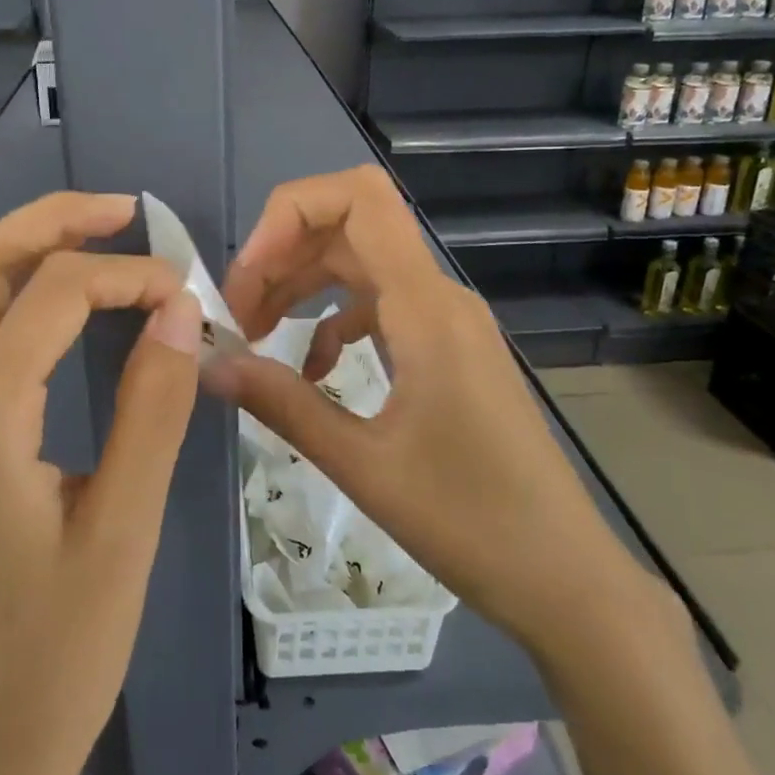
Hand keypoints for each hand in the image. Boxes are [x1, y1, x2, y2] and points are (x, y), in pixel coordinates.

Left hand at [0, 191, 200, 774]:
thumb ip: (154, 407)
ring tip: (100, 234)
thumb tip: (180, 310)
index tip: (189, 293)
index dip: (126, 275)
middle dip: (50, 222)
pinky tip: (67, 300)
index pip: (50, 297)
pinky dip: (19, 292)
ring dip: (28, 249)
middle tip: (124, 210)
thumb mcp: (126, 527)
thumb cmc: (63, 650)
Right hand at [209, 166, 653, 653]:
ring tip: (254, 335)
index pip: (358, 198)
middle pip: (350, 227)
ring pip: (361, 265)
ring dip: (301, 286)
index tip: (246, 275)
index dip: (290, 213)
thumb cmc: (471, 521)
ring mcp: (447, 320)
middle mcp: (438, 295)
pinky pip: (380, 307)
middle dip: (281, 256)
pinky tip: (311, 370)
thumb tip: (210, 365)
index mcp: (425, 306)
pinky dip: (334, 321)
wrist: (564, 576)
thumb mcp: (363, 465)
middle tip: (236, 316)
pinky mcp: (448, 349)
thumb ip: (282, 404)